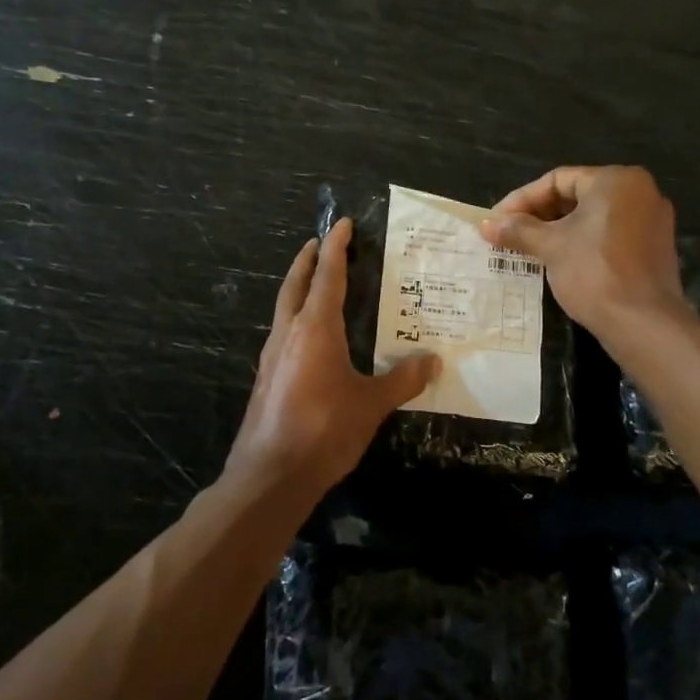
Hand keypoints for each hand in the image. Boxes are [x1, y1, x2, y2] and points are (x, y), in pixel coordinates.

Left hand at [226, 219, 439, 497]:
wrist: (270, 475)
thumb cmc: (324, 430)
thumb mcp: (371, 404)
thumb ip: (402, 380)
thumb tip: (433, 360)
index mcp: (315, 329)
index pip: (328, 276)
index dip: (337, 248)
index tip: (343, 224)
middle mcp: (288, 333)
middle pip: (295, 284)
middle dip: (308, 261)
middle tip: (320, 243)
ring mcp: (272, 356)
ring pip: (284, 308)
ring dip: (299, 289)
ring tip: (317, 284)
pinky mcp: (266, 379)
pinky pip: (282, 334)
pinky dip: (296, 319)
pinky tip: (310, 338)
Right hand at [480, 166, 685, 338]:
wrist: (643, 323)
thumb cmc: (594, 273)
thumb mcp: (550, 247)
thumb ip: (518, 230)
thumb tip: (485, 223)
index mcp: (615, 181)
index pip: (557, 180)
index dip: (521, 200)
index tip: (496, 220)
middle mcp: (639, 191)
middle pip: (576, 195)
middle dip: (538, 215)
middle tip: (508, 234)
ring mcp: (651, 220)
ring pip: (592, 217)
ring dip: (557, 230)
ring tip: (526, 249)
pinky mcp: (653, 248)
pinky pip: (609, 234)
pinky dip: (581, 242)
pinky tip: (557, 261)